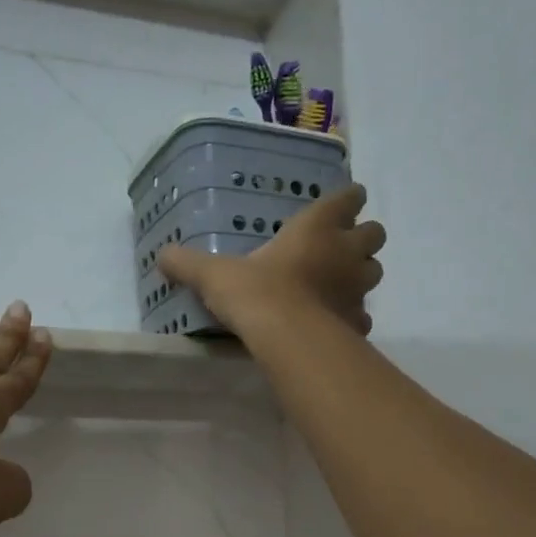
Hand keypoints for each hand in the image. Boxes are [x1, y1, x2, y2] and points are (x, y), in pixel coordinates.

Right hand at [159, 184, 384, 336]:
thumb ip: (189, 264)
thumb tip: (161, 255)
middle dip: (361, 239)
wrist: (287, 338)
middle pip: (374, 234)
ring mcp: (357, 288)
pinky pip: (363, 315)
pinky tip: (334, 323)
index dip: (347, 200)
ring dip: (361, 274)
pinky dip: (353, 316)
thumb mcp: (214, 275)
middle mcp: (345, 252)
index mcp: (316, 227)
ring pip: (374, 272)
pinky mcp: (357, 322)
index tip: (341, 205)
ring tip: (337, 284)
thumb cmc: (256, 292)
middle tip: (338, 248)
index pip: (348, 198)